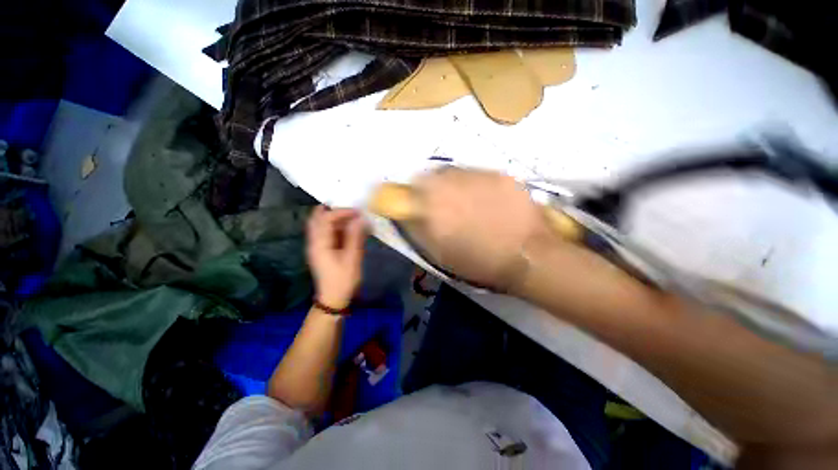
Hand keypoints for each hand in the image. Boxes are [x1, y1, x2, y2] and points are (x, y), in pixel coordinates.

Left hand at [306, 206, 366, 309]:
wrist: (334, 299)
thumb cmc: (343, 280)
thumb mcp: (352, 258)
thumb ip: (355, 237)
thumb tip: (360, 218)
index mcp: (320, 244)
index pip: (325, 218)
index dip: (341, 212)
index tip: (358, 213)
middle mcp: (314, 242)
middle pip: (317, 219)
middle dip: (333, 211)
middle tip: (350, 209)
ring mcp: (316, 246)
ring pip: (321, 225)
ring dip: (335, 218)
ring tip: (352, 218)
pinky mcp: (322, 250)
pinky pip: (326, 233)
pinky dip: (336, 227)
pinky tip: (349, 229)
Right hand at [406, 168, 556, 292]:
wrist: (528, 255)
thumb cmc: (479, 262)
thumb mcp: (439, 255)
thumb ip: (418, 230)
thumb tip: (405, 215)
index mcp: (429, 209)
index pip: (397, 192)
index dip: (396, 197)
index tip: (401, 203)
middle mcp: (447, 185)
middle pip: (424, 177)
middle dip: (424, 190)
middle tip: (435, 205)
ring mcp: (474, 175)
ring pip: (449, 173)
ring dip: (448, 185)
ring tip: (462, 202)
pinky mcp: (496, 173)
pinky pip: (474, 173)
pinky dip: (471, 184)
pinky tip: (484, 200)